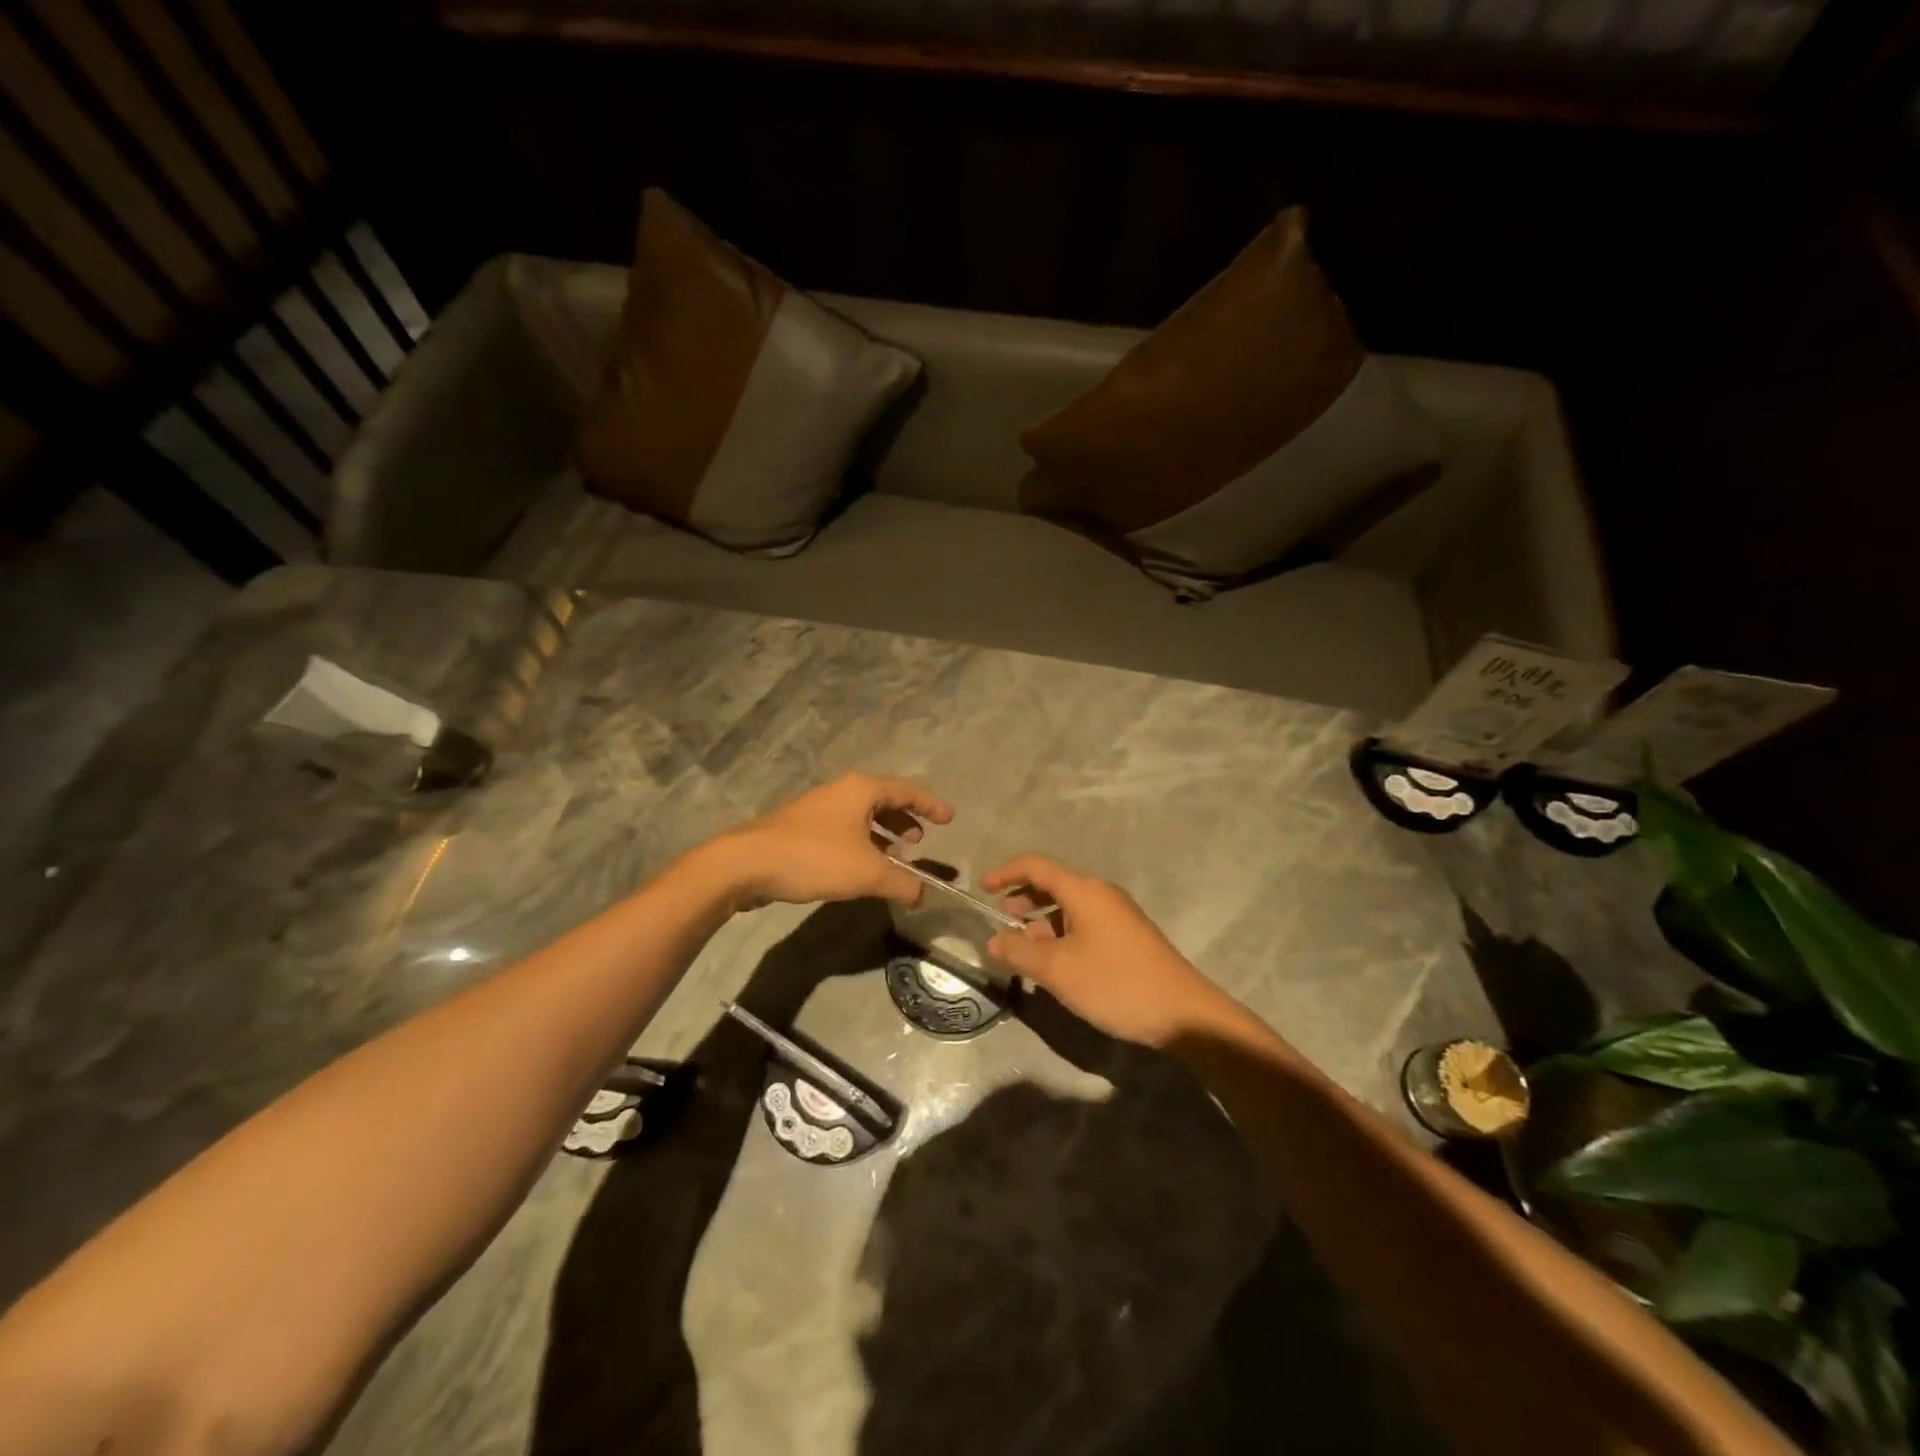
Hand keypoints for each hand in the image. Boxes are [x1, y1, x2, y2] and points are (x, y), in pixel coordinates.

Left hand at [714, 773, 953, 908]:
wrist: (747, 863)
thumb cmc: (815, 858)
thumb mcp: (868, 873)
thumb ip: (902, 883)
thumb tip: (923, 895)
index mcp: (862, 789)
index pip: (907, 790)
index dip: (931, 805)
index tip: (950, 819)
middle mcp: (842, 791)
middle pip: (884, 799)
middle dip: (906, 818)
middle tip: (921, 839)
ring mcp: (819, 808)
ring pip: (862, 815)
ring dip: (883, 833)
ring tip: (897, 855)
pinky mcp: (802, 827)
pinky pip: (844, 828)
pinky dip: (862, 841)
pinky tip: (862, 866)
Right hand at [983, 854, 1233, 1047]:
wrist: (1182, 1013)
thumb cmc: (1114, 983)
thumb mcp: (1058, 970)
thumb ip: (1020, 952)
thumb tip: (994, 940)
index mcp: (1083, 890)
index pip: (1036, 865)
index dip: (1006, 872)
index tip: (982, 889)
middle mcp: (1100, 894)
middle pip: (1052, 883)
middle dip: (1023, 899)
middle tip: (1002, 924)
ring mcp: (1116, 915)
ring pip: (1068, 907)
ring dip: (1041, 922)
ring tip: (1024, 951)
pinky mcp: (1126, 936)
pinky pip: (1083, 924)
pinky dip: (1061, 935)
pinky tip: (1054, 965)